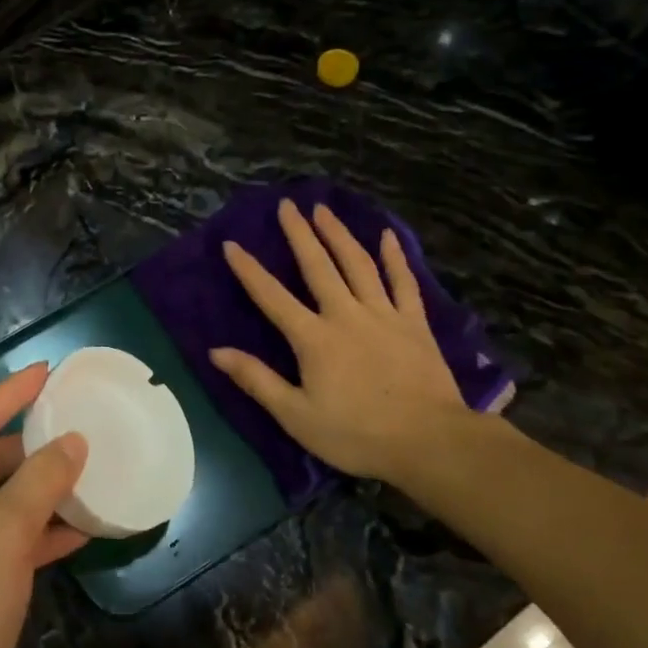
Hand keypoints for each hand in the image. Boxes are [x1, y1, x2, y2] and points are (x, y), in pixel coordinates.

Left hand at [0, 365, 88, 647]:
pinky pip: (7, 537)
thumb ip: (40, 482)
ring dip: (44, 491)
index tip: (50, 370)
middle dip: (36, 446)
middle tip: (85, 426)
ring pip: (1, 500)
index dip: (13, 393)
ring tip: (95, 472)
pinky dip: (41, 531)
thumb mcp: (2, 536)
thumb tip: (73, 441)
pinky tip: (84, 528)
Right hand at [212, 200, 471, 483]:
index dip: (249, 270)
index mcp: (313, 338)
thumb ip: (256, 380)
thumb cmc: (357, 434)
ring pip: (358, 264)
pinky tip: (387, 236)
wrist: (431, 442)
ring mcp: (384, 315)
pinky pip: (403, 282)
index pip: (272, 297)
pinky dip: (394, 257)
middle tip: (287, 205)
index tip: (232, 244)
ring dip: (339, 234)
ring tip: (324, 210)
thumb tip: (216, 351)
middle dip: (299, 234)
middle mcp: (346, 315)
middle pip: (318, 266)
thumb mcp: (296, 416)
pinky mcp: (415, 323)